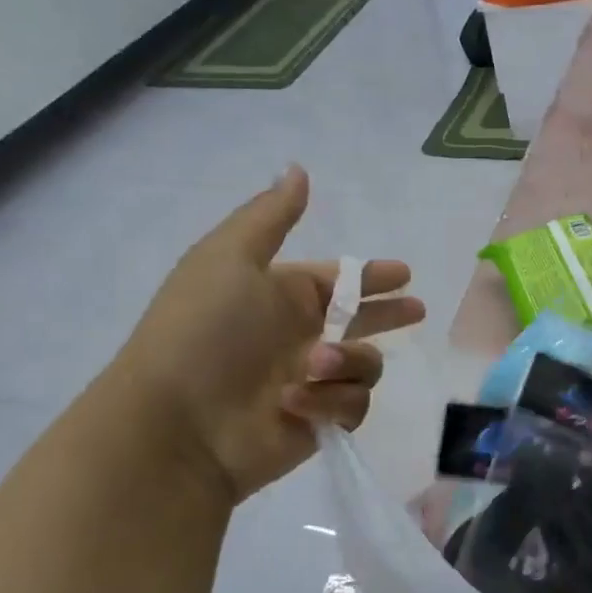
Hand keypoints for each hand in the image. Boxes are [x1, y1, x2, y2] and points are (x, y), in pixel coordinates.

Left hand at [109, 167, 425, 500]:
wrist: (175, 425)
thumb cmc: (203, 331)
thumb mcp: (230, 258)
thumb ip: (271, 216)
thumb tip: (298, 167)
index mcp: (282, 296)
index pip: (341, 282)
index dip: (373, 276)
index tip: (404, 274)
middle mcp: (301, 337)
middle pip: (362, 322)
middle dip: (390, 315)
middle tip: (416, 310)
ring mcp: (312, 382)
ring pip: (366, 363)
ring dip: (347, 362)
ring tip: (314, 368)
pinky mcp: (320, 422)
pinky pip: (354, 404)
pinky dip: (331, 402)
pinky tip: (296, 403)